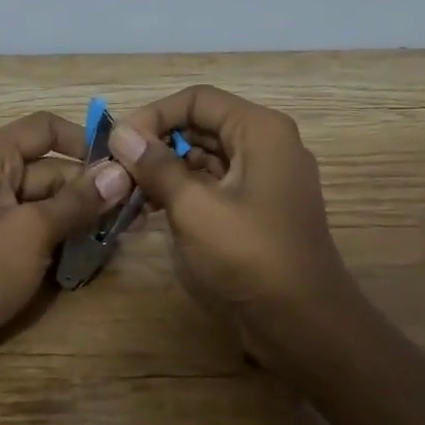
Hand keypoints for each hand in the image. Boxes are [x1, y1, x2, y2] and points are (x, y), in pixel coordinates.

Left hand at [0, 111, 131, 392]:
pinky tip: (92, 256)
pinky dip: (59, 240)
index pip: (43, 129)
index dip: (83, 140)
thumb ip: (77, 201)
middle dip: (89, 187)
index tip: (123, 165)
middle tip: (136, 210)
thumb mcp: (31, 232)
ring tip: (123, 234)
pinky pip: (32, 234)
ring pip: (44, 205)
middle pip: (48, 169)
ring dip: (79, 217)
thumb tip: (121, 171)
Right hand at [109, 86, 365, 384]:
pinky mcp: (258, 208)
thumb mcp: (194, 207)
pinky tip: (151, 211)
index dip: (154, 115)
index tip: (119, 144)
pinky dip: (184, 192)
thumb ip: (156, 165)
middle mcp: (266, 144)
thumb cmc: (251, 256)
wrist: (305, 324)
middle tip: (118, 170)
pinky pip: (215, 184)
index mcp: (260, 130)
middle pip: (201, 125)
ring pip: (205, 157)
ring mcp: (265, 177)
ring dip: (166, 170)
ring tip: (128, 194)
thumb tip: (120, 132)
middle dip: (157, 144)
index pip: (197, 100)